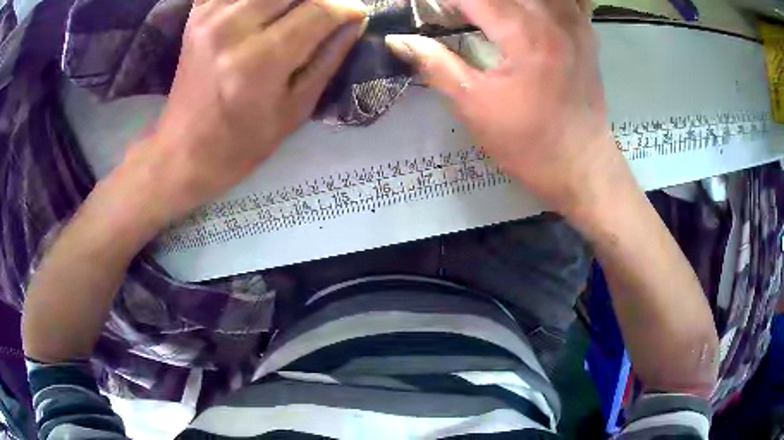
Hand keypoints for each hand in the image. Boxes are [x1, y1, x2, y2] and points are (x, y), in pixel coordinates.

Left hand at [123, 0, 366, 224]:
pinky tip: (261, 10)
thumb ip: (328, 58)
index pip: (319, 10)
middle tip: (322, 12)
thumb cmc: (243, 141)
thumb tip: (354, 21)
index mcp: (260, 61)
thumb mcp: (295, 109)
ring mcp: (209, 16)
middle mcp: (232, 29)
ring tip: (292, 14)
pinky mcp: (196, 14)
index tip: (355, 13)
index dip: (345, 8)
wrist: (184, 150)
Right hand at [386, 0, 628, 217]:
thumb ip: (435, 64)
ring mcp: (574, 23)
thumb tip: (397, 40)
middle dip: (469, 1)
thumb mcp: (475, 106)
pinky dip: (537, 4)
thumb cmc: (528, 143)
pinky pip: (562, 0)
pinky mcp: (585, 33)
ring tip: (481, 16)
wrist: (581, 166)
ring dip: (503, 3)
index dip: (441, 0)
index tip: (425, 9)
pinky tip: (524, 14)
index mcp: (524, 34)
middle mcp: (553, 18)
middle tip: (451, 14)